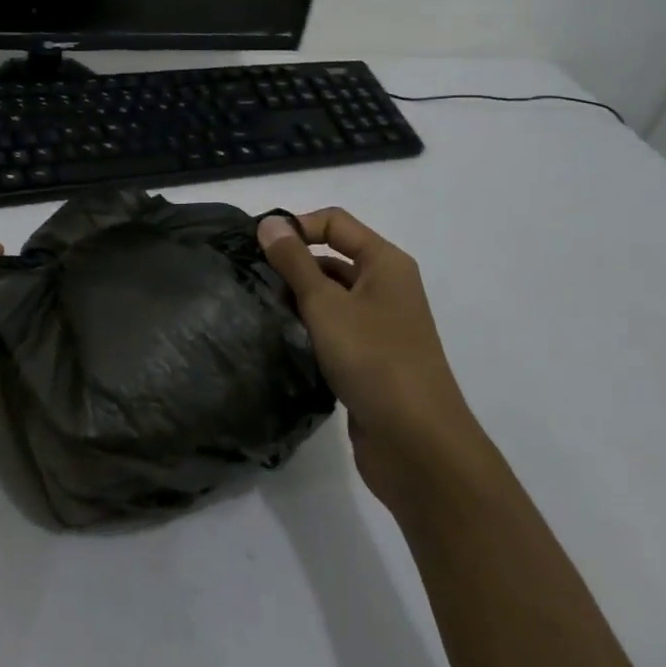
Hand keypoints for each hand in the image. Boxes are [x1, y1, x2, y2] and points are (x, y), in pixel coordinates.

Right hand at [258, 209, 477, 504]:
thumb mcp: (326, 304)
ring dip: (296, 299)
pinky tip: (279, 340)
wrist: (417, 444)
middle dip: (292, 264)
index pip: (335, 223)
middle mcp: (385, 287)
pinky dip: (307, 329)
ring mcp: (379, 326)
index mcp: (385, 263)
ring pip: (329, 297)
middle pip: (332, 258)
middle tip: (248, 279)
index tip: (256, 247)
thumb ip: (294, 261)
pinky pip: (332, 329)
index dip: (297, 226)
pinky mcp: (369, 359)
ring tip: (256, 308)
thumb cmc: (373, 360)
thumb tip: (270, 222)